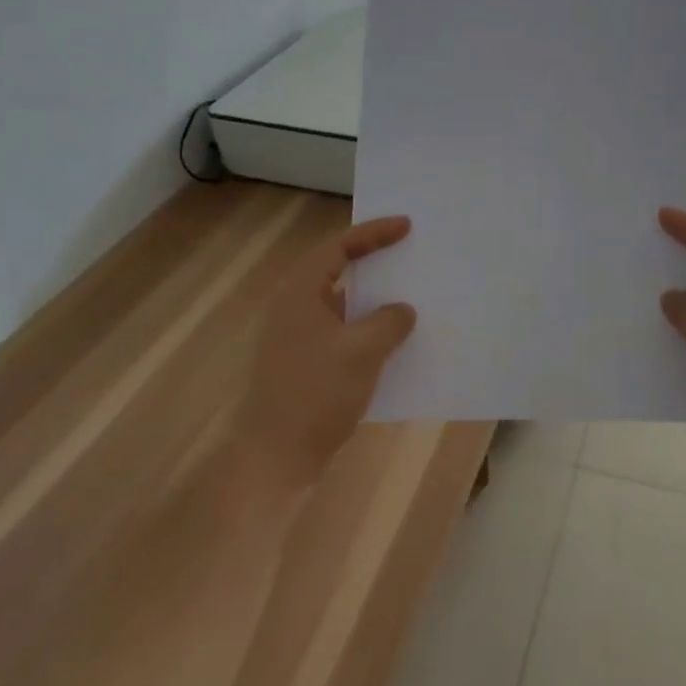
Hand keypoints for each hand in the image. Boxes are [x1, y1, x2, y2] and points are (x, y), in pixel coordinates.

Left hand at [237, 216, 417, 485]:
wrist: (275, 459)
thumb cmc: (316, 394)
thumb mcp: (362, 351)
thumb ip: (389, 321)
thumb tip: (402, 310)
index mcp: (301, 293)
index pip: (339, 246)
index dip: (374, 233)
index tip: (407, 226)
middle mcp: (295, 308)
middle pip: (338, 270)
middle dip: (375, 260)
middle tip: (409, 252)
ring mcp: (298, 338)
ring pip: (342, 304)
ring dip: (374, 298)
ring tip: (410, 294)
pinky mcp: (306, 364)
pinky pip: (343, 331)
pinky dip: (367, 328)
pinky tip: (394, 341)